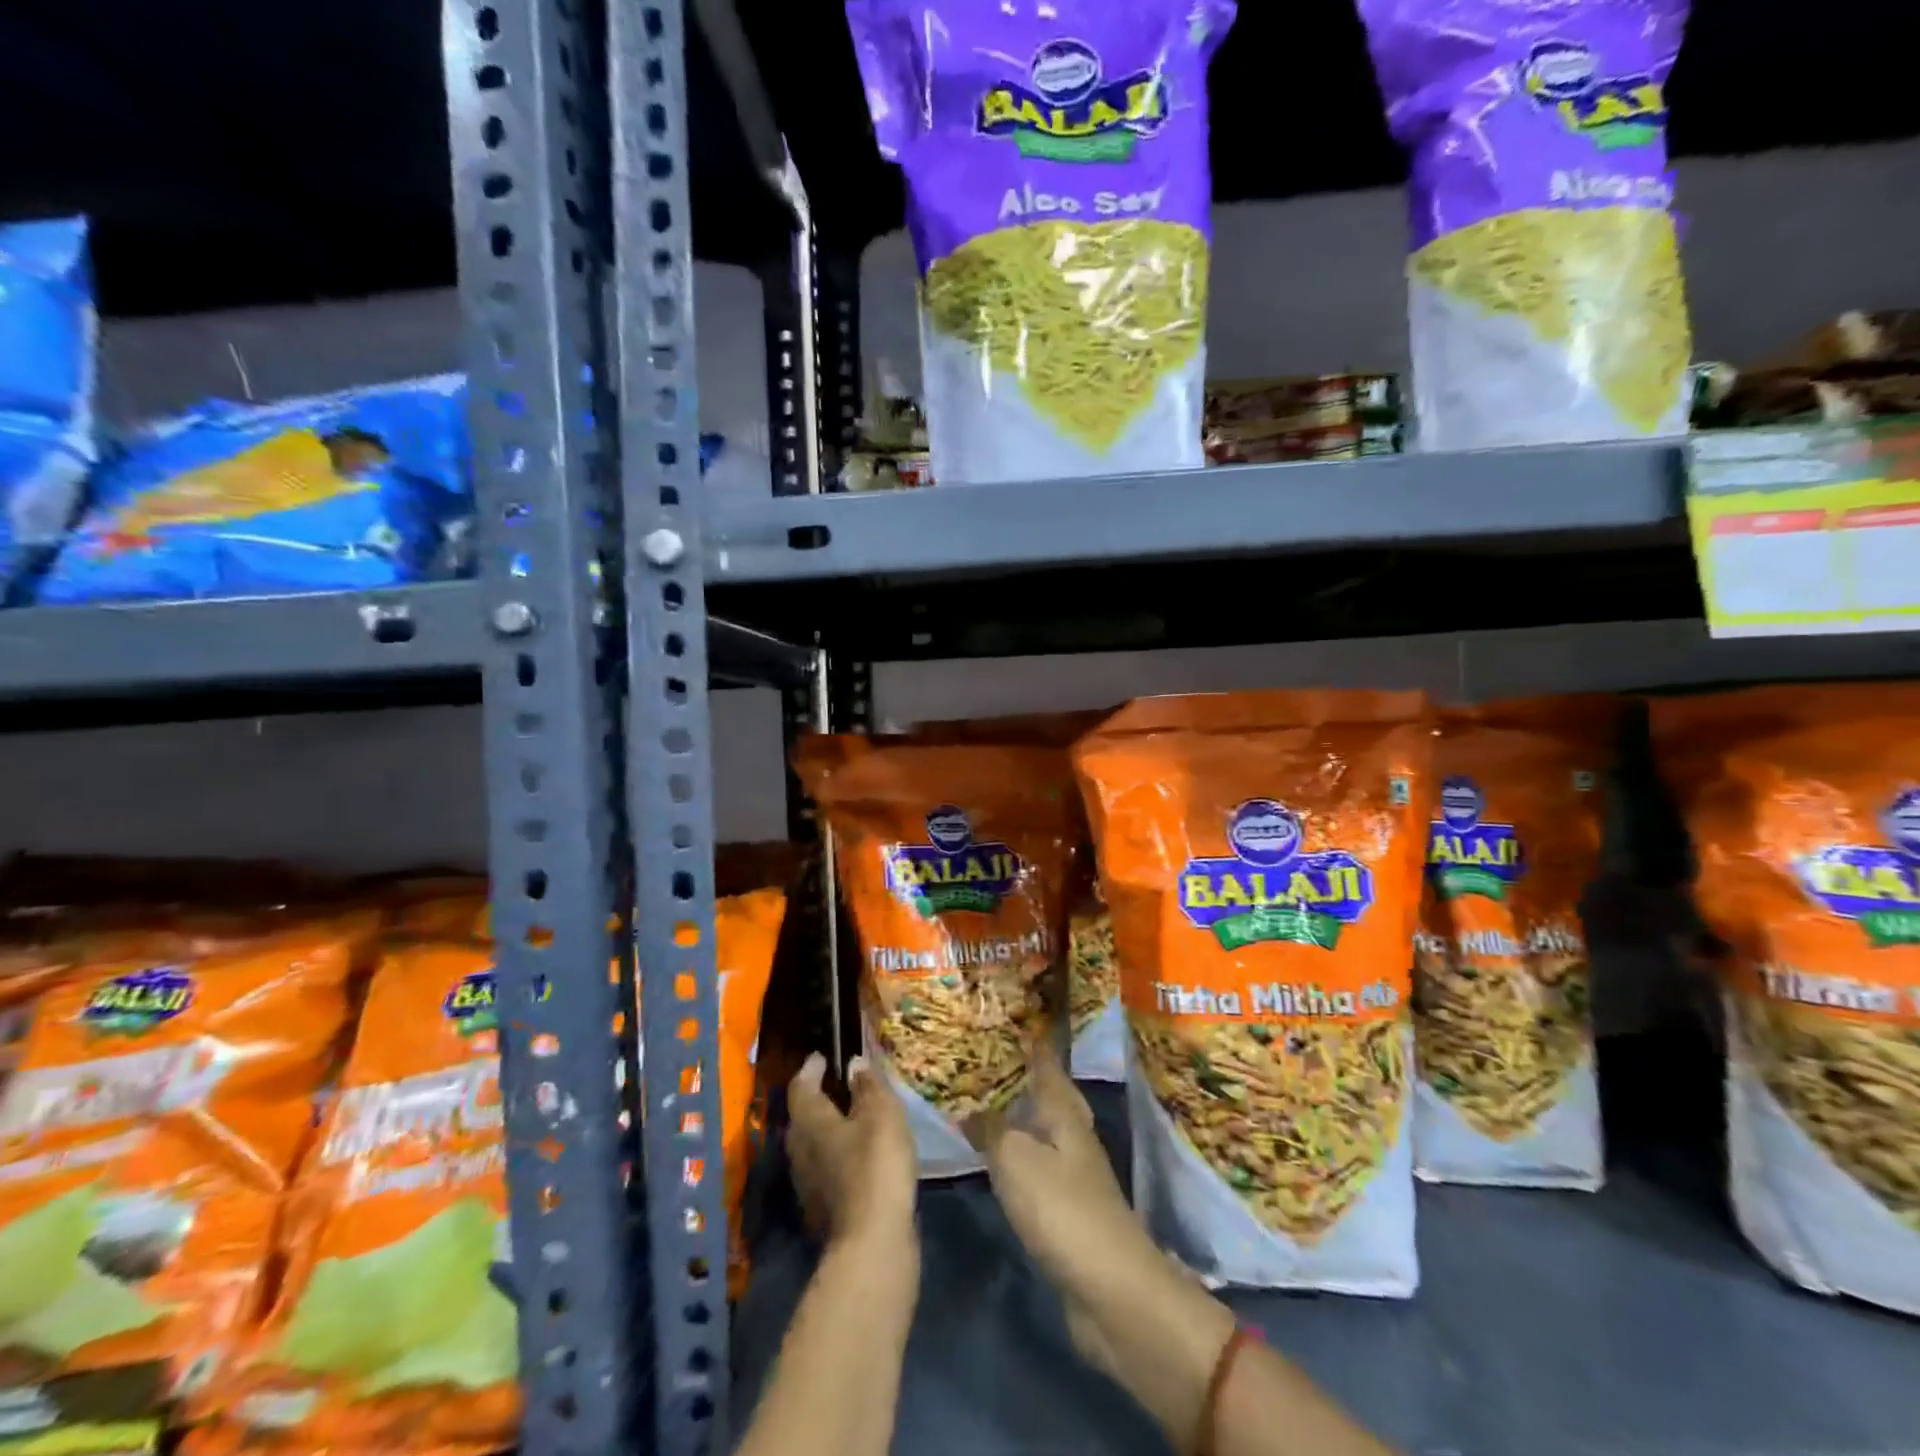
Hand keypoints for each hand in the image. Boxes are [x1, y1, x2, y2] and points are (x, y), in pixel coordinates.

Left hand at [787, 1052, 918, 1257]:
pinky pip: (825, 1168)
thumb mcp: (882, 1114)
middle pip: (802, 1117)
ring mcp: (807, 1184)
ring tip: (851, 1118)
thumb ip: (868, 1085)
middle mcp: (799, 1150)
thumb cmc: (875, 1165)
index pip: (802, 1086)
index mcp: (809, 1121)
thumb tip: (854, 1063)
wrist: (873, 1243)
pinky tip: (857, 1155)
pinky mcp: (822, 1210)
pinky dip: (837, 1155)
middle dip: (817, 1099)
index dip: (812, 1068)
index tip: (823, 1057)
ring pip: (812, 1145)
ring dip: (827, 1129)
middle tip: (837, 1085)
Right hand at [977, 1055, 1239, 1447]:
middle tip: (990, 1058)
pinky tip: (998, 1157)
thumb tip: (970, 1109)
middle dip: (1025, 1075)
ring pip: (1042, 1129)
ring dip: (1019, 1114)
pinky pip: (1036, 1164)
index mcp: (1065, 1113)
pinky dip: (1017, 1152)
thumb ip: (991, 1130)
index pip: (1046, 1064)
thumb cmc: (1063, 1210)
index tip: (1013, 1018)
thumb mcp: (1016, 1160)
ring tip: (984, 1099)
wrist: (1111, 1291)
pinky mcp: (1067, 1209)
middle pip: (1049, 1094)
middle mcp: (1072, 1135)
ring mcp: (1073, 1173)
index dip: (1031, 1042)